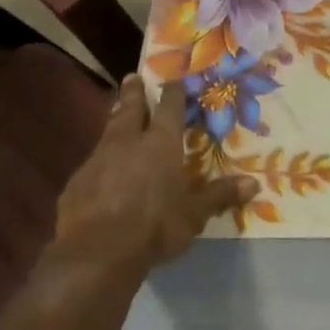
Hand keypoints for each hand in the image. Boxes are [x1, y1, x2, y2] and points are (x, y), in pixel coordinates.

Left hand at [0, 76, 254, 329]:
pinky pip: (92, 165)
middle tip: (132, 76)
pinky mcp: (76, 184)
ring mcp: (97, 162)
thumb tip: (253, 184)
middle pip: (130, 110)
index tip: (173, 79)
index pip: (169, 109)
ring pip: (107, 133)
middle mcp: (127, 144)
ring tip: (117, 113)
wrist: (97, 253)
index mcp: (160, 145)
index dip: (173, 93)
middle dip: (133, 93)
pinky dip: (100, 161)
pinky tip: (102, 171)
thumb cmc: (156, 226)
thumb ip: (220, 196)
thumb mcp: (195, 214)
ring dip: (114, 121)